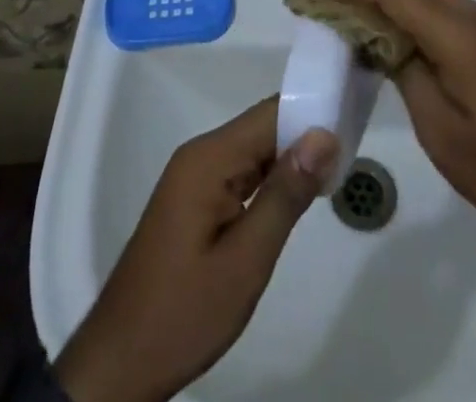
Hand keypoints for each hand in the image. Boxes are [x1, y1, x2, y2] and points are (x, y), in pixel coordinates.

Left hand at [54, 97, 339, 401]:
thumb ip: (285, 195)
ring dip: (291, 160)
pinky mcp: (194, 200)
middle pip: (262, 128)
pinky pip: (240, 174)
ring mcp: (194, 177)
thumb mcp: (246, 260)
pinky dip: (270, 180)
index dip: (312, 111)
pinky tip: (298, 196)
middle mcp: (200, 155)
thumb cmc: (185, 312)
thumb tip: (323, 135)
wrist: (120, 363)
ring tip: (338, 169)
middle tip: (354, 149)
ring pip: (253, 152)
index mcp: (209, 158)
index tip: (354, 117)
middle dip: (306, 136)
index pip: (270, 113)